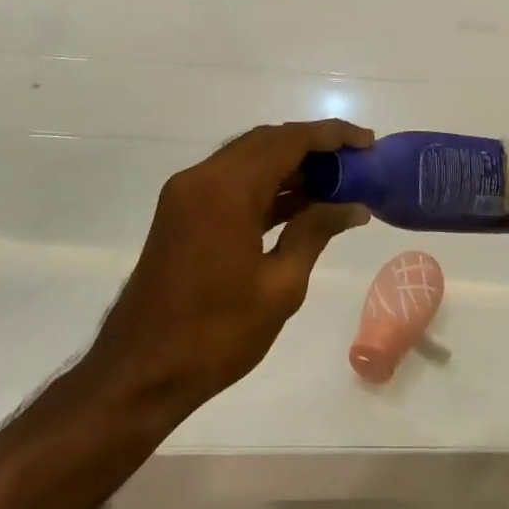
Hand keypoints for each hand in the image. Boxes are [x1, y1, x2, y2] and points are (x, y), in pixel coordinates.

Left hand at [88, 120, 373, 415]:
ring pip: (248, 159)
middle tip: (355, 162)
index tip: (367, 141)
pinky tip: (300, 203)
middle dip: (313, 146)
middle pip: (266, 141)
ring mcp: (187, 193)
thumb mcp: (279, 286)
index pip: (288, 141)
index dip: (331, 135)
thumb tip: (354, 206)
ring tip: (336, 182)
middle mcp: (202, 178)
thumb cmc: (215, 335)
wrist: (140, 372)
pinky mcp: (182, 212)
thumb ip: (315, 233)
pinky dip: (266, 186)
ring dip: (290, 165)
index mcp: (226, 190)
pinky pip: (231, 182)